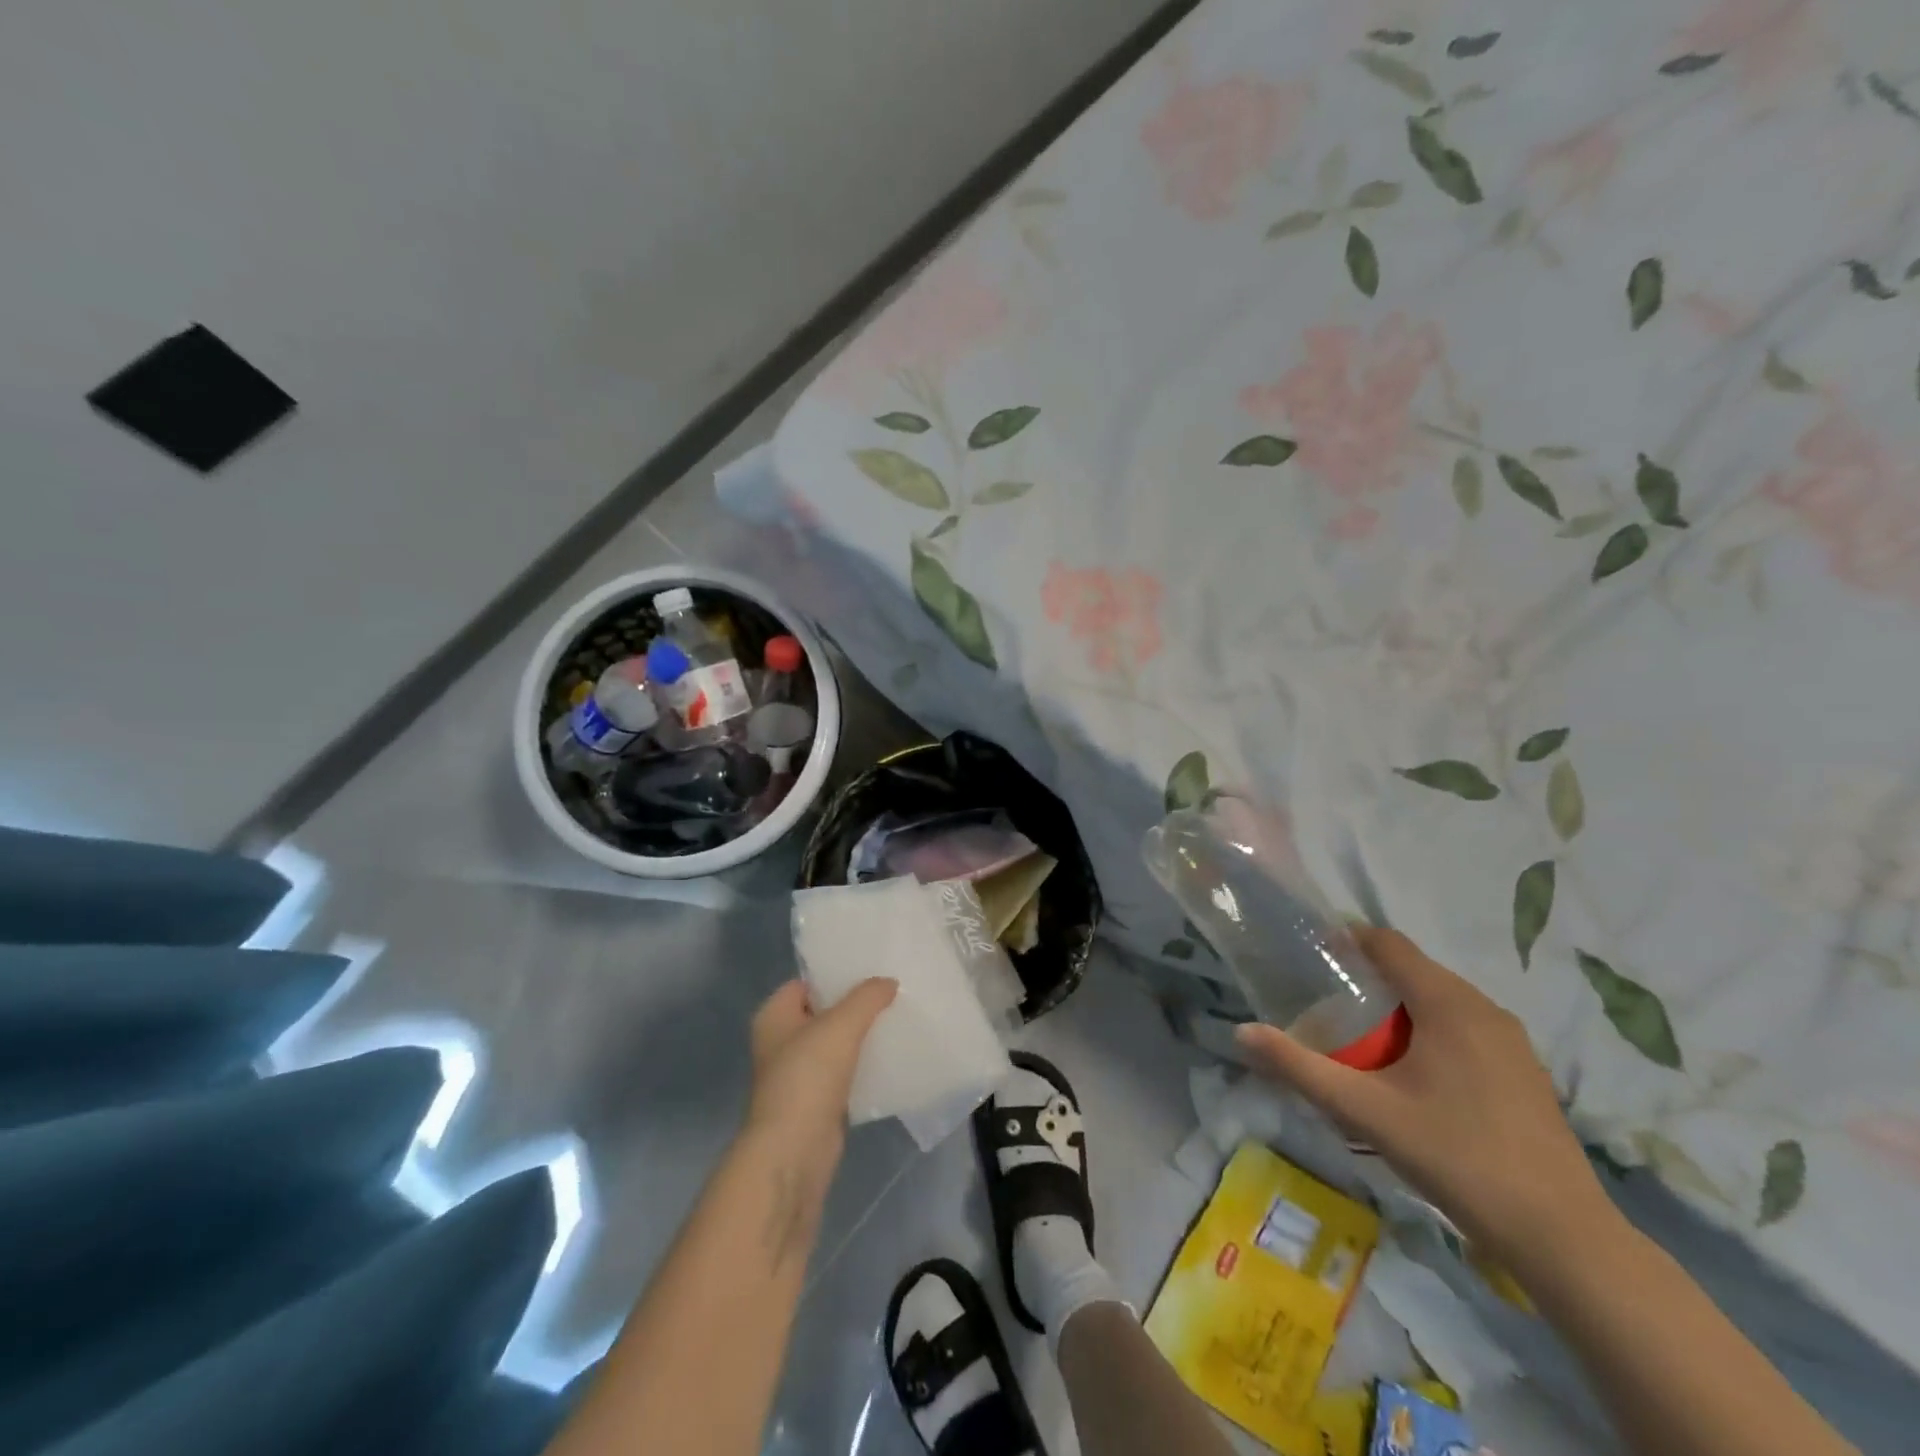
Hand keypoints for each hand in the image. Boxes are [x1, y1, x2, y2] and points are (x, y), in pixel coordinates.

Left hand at [746, 977, 896, 1167]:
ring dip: (860, 1035)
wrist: (793, 1151)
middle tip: (891, 990)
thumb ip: (866, 998)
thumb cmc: (807, 1077)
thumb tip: (888, 982)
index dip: (835, 974)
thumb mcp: (840, 1025)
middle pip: (822, 1011)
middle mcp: (781, 1041)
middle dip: (854, 1004)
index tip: (870, 968)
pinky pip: (843, 1071)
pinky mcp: (816, 1100)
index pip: (805, 982)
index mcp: (774, 1016)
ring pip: (835, 1043)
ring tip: (896, 1018)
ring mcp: (797, 1073)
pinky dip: (862, 1064)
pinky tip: (889, 1055)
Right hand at [1235, 926, 1609, 1269]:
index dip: (1347, 940)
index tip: (1312, 959)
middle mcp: (1484, 1008)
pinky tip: (1415, 1079)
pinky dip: (1430, 1031)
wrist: (1562, 1236)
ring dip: (1399, 1008)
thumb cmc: (1456, 1157)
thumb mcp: (1364, 1112)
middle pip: (1413, 970)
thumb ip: (1300, 1068)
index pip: (1388, 943)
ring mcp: (1512, 1040)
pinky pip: (1465, 1027)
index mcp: (1447, 1003)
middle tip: (1329, 1009)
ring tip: (1364, 1043)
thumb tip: (1242, 1032)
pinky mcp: (1525, 1071)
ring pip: (1441, 1000)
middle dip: (1368, 980)